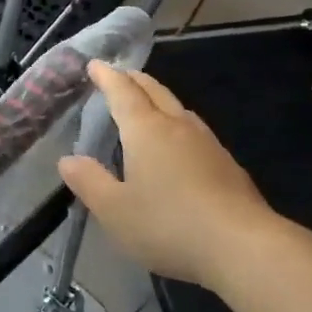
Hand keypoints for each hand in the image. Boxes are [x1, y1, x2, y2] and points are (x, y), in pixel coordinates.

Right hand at [58, 62, 286, 292]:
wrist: (243, 247)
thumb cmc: (168, 224)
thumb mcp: (114, 209)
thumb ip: (88, 182)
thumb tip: (67, 160)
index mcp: (146, 131)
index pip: (123, 92)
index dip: (107, 77)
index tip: (95, 64)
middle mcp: (177, 127)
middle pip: (155, 91)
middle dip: (134, 79)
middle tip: (119, 75)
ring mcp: (208, 144)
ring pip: (179, 109)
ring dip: (159, 99)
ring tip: (147, 105)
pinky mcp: (228, 165)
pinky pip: (195, 131)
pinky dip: (177, 124)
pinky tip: (179, 145)